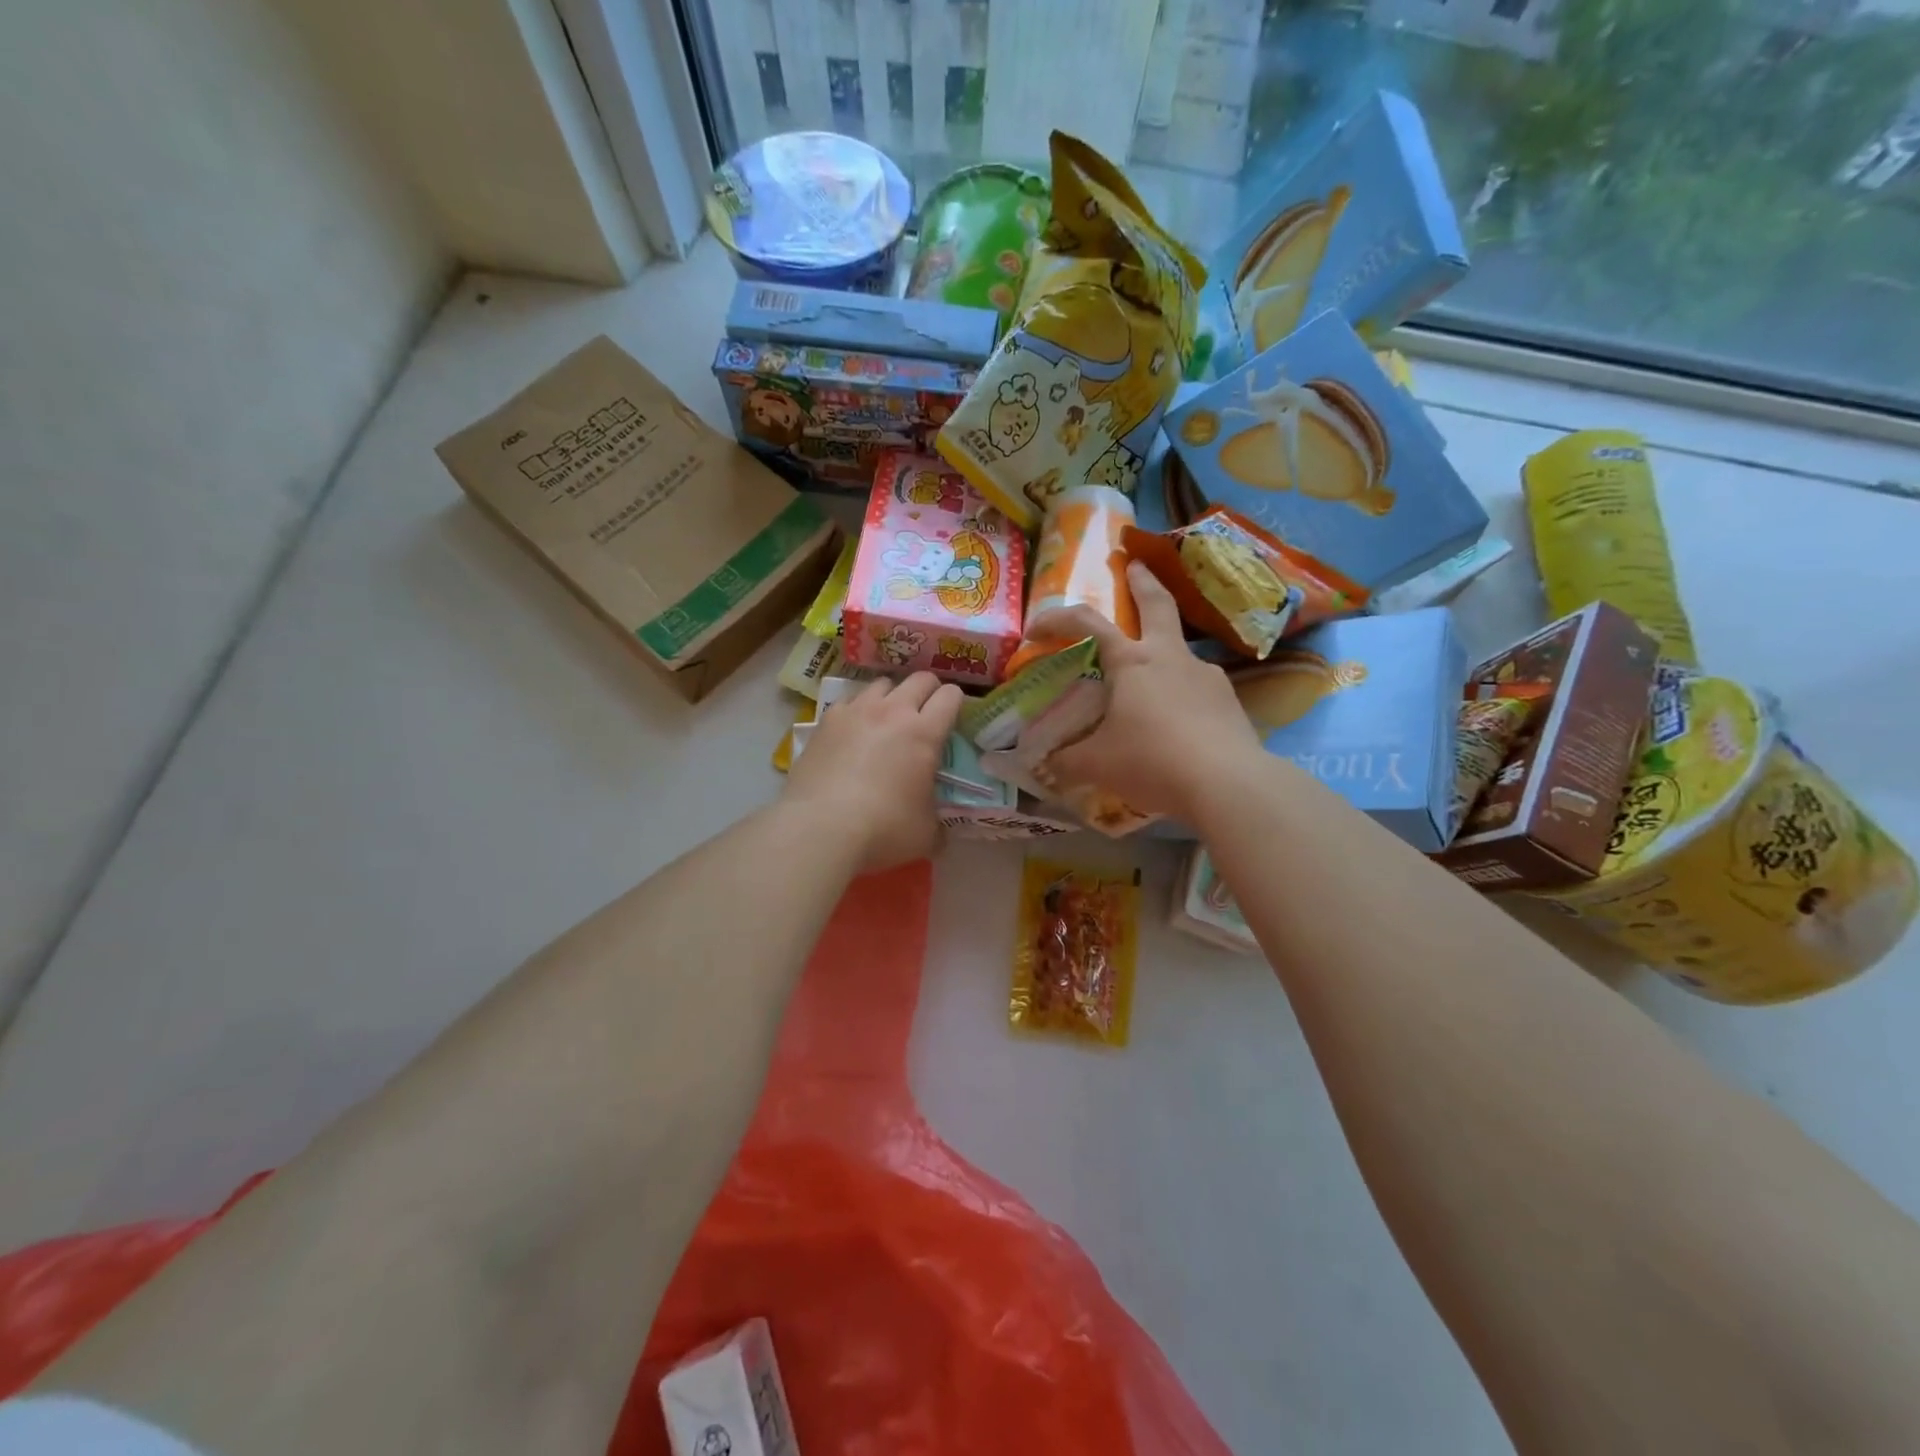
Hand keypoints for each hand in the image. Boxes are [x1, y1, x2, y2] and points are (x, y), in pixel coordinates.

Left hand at [783, 672, 965, 871]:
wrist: (820, 828)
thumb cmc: (883, 830)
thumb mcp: (926, 834)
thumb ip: (938, 821)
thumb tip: (939, 827)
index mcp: (924, 733)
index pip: (951, 696)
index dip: (957, 703)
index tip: (954, 720)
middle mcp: (892, 711)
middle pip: (919, 679)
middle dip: (929, 692)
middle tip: (927, 715)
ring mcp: (855, 711)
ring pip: (882, 684)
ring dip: (891, 697)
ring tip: (887, 720)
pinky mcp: (825, 722)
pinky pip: (849, 701)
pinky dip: (857, 710)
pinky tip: (853, 733)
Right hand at [1044, 562, 1266, 822]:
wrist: (1227, 784)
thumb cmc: (1153, 762)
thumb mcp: (1097, 764)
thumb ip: (1066, 760)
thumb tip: (1043, 763)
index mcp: (1132, 662)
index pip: (1087, 623)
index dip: (1057, 619)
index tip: (1035, 629)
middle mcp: (1170, 657)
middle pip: (1157, 604)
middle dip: (1143, 581)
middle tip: (1135, 565)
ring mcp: (1205, 675)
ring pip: (1180, 649)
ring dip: (1163, 646)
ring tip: (1150, 674)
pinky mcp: (1228, 700)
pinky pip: (1197, 685)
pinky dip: (1181, 690)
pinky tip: (1178, 717)